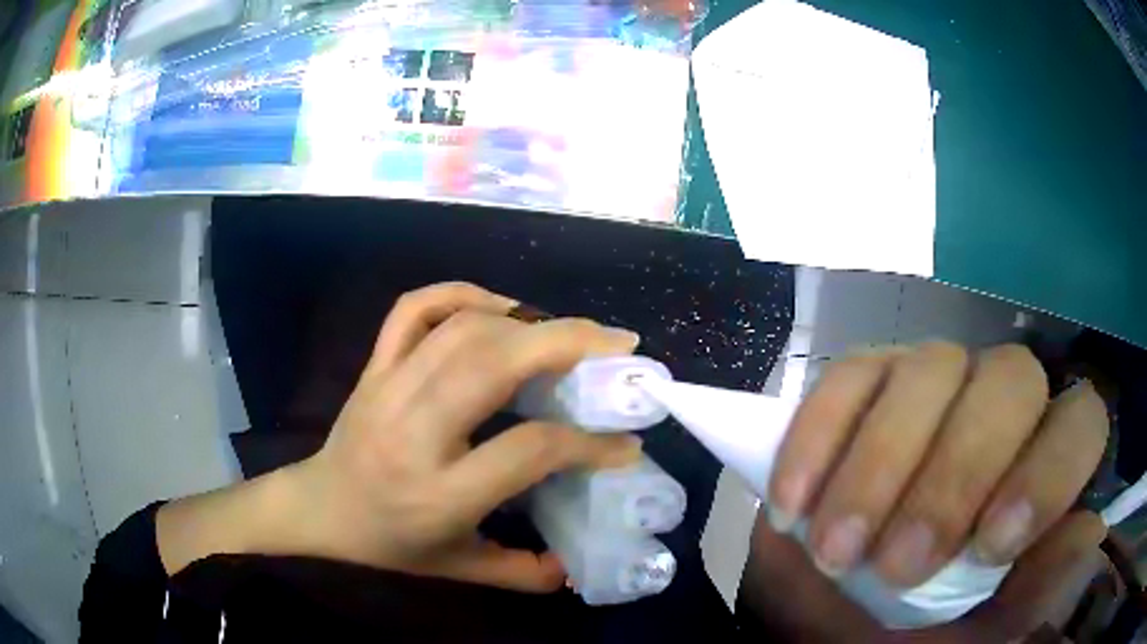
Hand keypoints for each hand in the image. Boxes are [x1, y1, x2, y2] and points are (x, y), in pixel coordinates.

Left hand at [158, 282, 641, 591]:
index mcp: (439, 493)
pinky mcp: (374, 367)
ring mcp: (388, 389)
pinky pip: (414, 310)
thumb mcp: (457, 568)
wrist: (317, 511)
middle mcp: (413, 432)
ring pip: (463, 330)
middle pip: (495, 364)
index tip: (626, 442)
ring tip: (570, 332)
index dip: (588, 442)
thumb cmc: (387, 545)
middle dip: (569, 343)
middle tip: (617, 344)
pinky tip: (498, 307)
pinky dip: (460, 294)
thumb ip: (521, 572)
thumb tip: (576, 564)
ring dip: (526, 319)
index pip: (528, 449)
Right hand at [744, 342, 1109, 640]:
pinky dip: (819, 439)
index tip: (985, 550)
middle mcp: (998, 403)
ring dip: (880, 467)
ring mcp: (932, 380)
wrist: (829, 611)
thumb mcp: (980, 628)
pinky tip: (794, 504)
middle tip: (897, 566)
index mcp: (1040, 459)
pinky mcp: (864, 381)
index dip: (1048, 471)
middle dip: (955, 476)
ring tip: (836, 551)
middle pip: (1009, 380)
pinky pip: (847, 377)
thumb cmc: (913, 628)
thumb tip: (1085, 532)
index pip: (1080, 420)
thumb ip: (1037, 588)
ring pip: (930, 369)